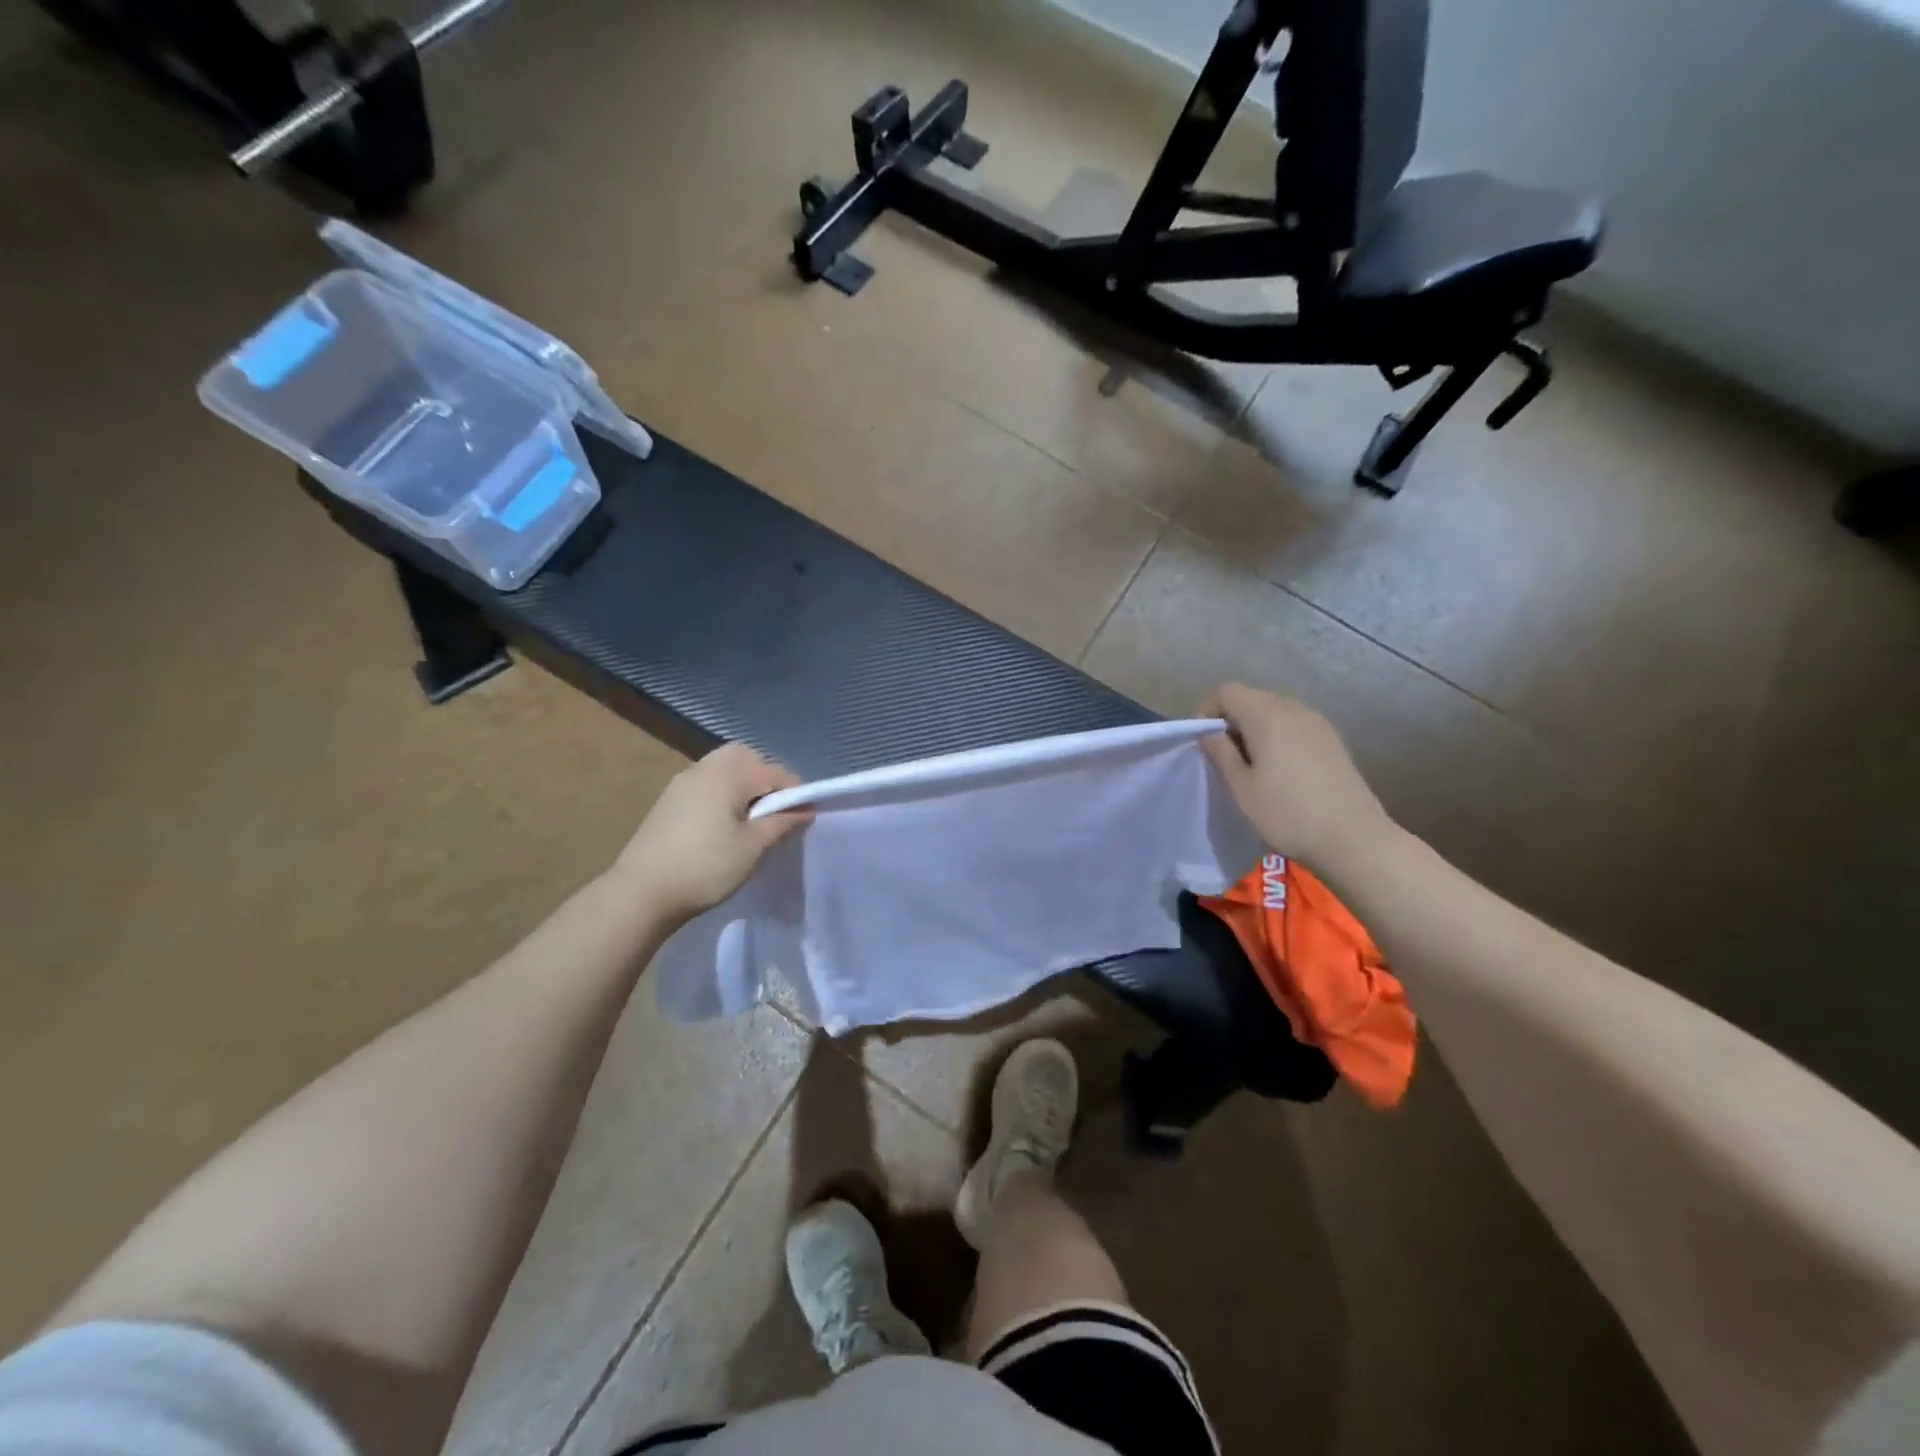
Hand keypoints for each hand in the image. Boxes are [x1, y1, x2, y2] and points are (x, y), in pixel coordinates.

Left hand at [610, 744, 810, 923]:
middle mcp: (705, 768)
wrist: (641, 893)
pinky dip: (723, 791)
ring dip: (744, 783)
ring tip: (751, 818)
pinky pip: (706, 781)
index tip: (804, 818)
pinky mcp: (669, 799)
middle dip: (767, 777)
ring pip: (724, 767)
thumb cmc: (705, 867)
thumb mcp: (752, 847)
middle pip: (746, 757)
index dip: (796, 792)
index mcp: (728, 774)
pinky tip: (724, 823)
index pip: (775, 772)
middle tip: (776, 810)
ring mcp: (682, 782)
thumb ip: (782, 822)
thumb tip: (806, 808)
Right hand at [1199, 683, 1393, 873]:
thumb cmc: (1287, 813)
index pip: (1228, 692)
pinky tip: (1281, 769)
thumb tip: (1209, 733)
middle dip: (1232, 719)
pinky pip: (1295, 724)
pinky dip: (1279, 735)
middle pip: (1252, 698)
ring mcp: (1318, 723)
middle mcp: (1294, 709)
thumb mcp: (1242, 788)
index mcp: (1267, 716)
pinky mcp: (1333, 739)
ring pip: (1275, 711)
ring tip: (1253, 764)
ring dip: (1256, 728)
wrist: (1353, 838)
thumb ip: (1221, 754)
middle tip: (1226, 756)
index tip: (1205, 743)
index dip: (1209, 711)